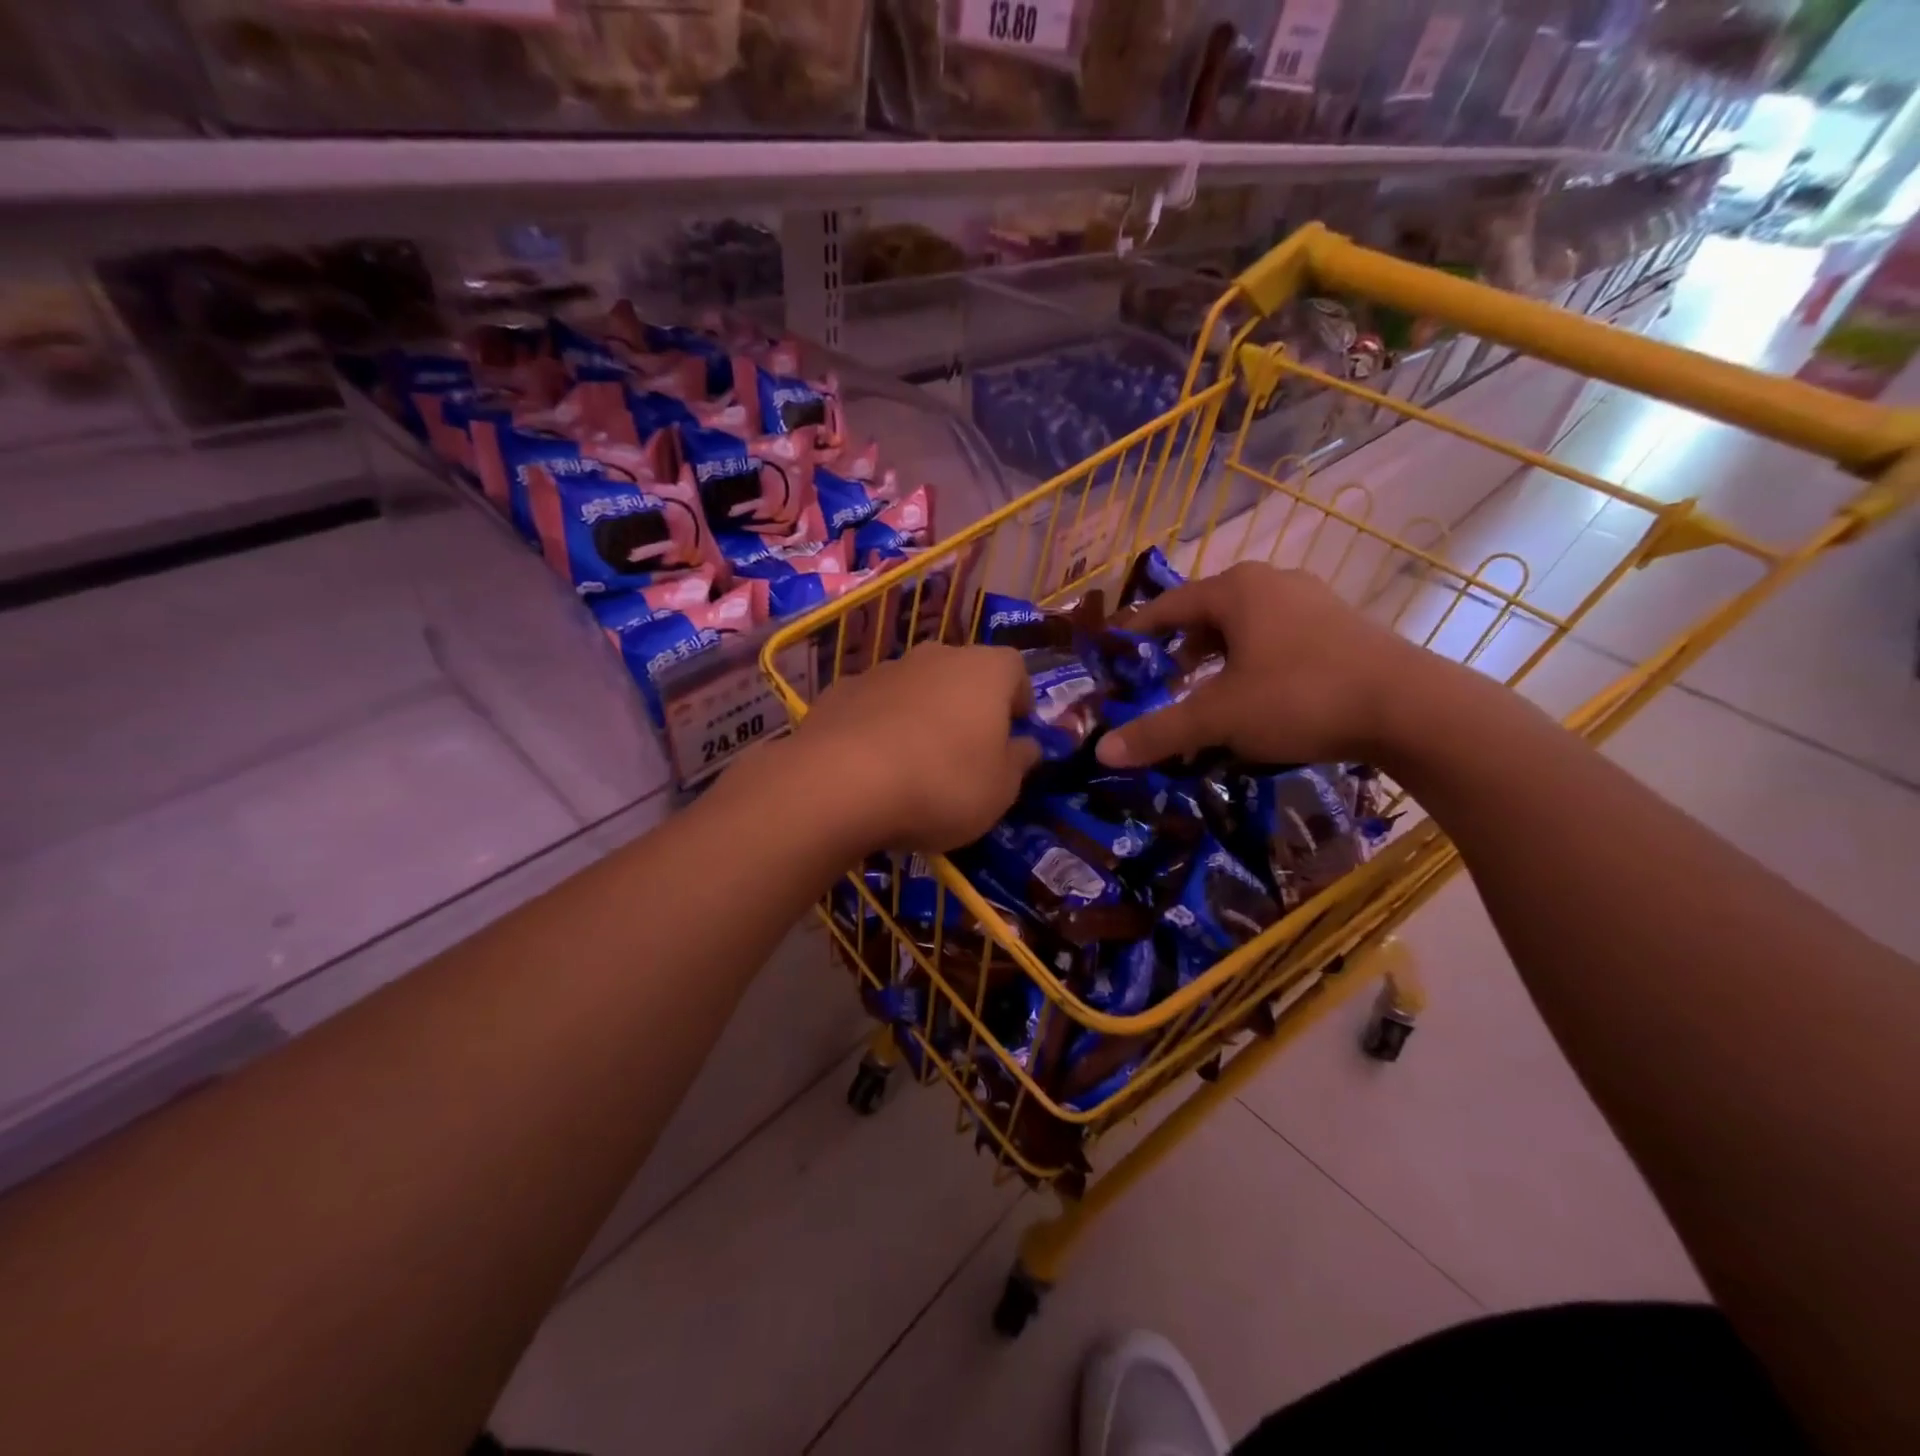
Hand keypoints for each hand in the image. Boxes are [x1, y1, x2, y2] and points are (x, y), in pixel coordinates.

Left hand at [788, 642, 1040, 852]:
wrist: (840, 783)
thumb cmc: (942, 783)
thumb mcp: (1000, 789)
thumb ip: (1019, 762)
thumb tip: (1026, 745)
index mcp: (984, 670)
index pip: (1015, 669)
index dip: (1019, 699)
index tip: (1015, 730)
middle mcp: (935, 656)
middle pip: (962, 673)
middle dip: (968, 705)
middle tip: (967, 749)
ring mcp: (882, 670)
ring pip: (915, 687)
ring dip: (922, 714)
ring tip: (915, 763)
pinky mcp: (840, 691)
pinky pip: (874, 706)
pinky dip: (879, 726)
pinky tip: (872, 765)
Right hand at [1095, 562, 1432, 768]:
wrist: (1410, 708)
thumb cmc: (1299, 697)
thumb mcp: (1218, 718)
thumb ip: (1159, 731)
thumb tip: (1102, 752)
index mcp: (1236, 590)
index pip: (1169, 605)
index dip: (1139, 630)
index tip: (1117, 651)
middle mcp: (1272, 583)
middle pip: (1208, 613)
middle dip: (1181, 647)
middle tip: (1162, 680)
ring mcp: (1312, 601)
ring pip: (1246, 626)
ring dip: (1219, 657)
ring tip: (1206, 692)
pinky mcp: (1342, 627)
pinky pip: (1279, 638)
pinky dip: (1254, 661)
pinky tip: (1258, 697)